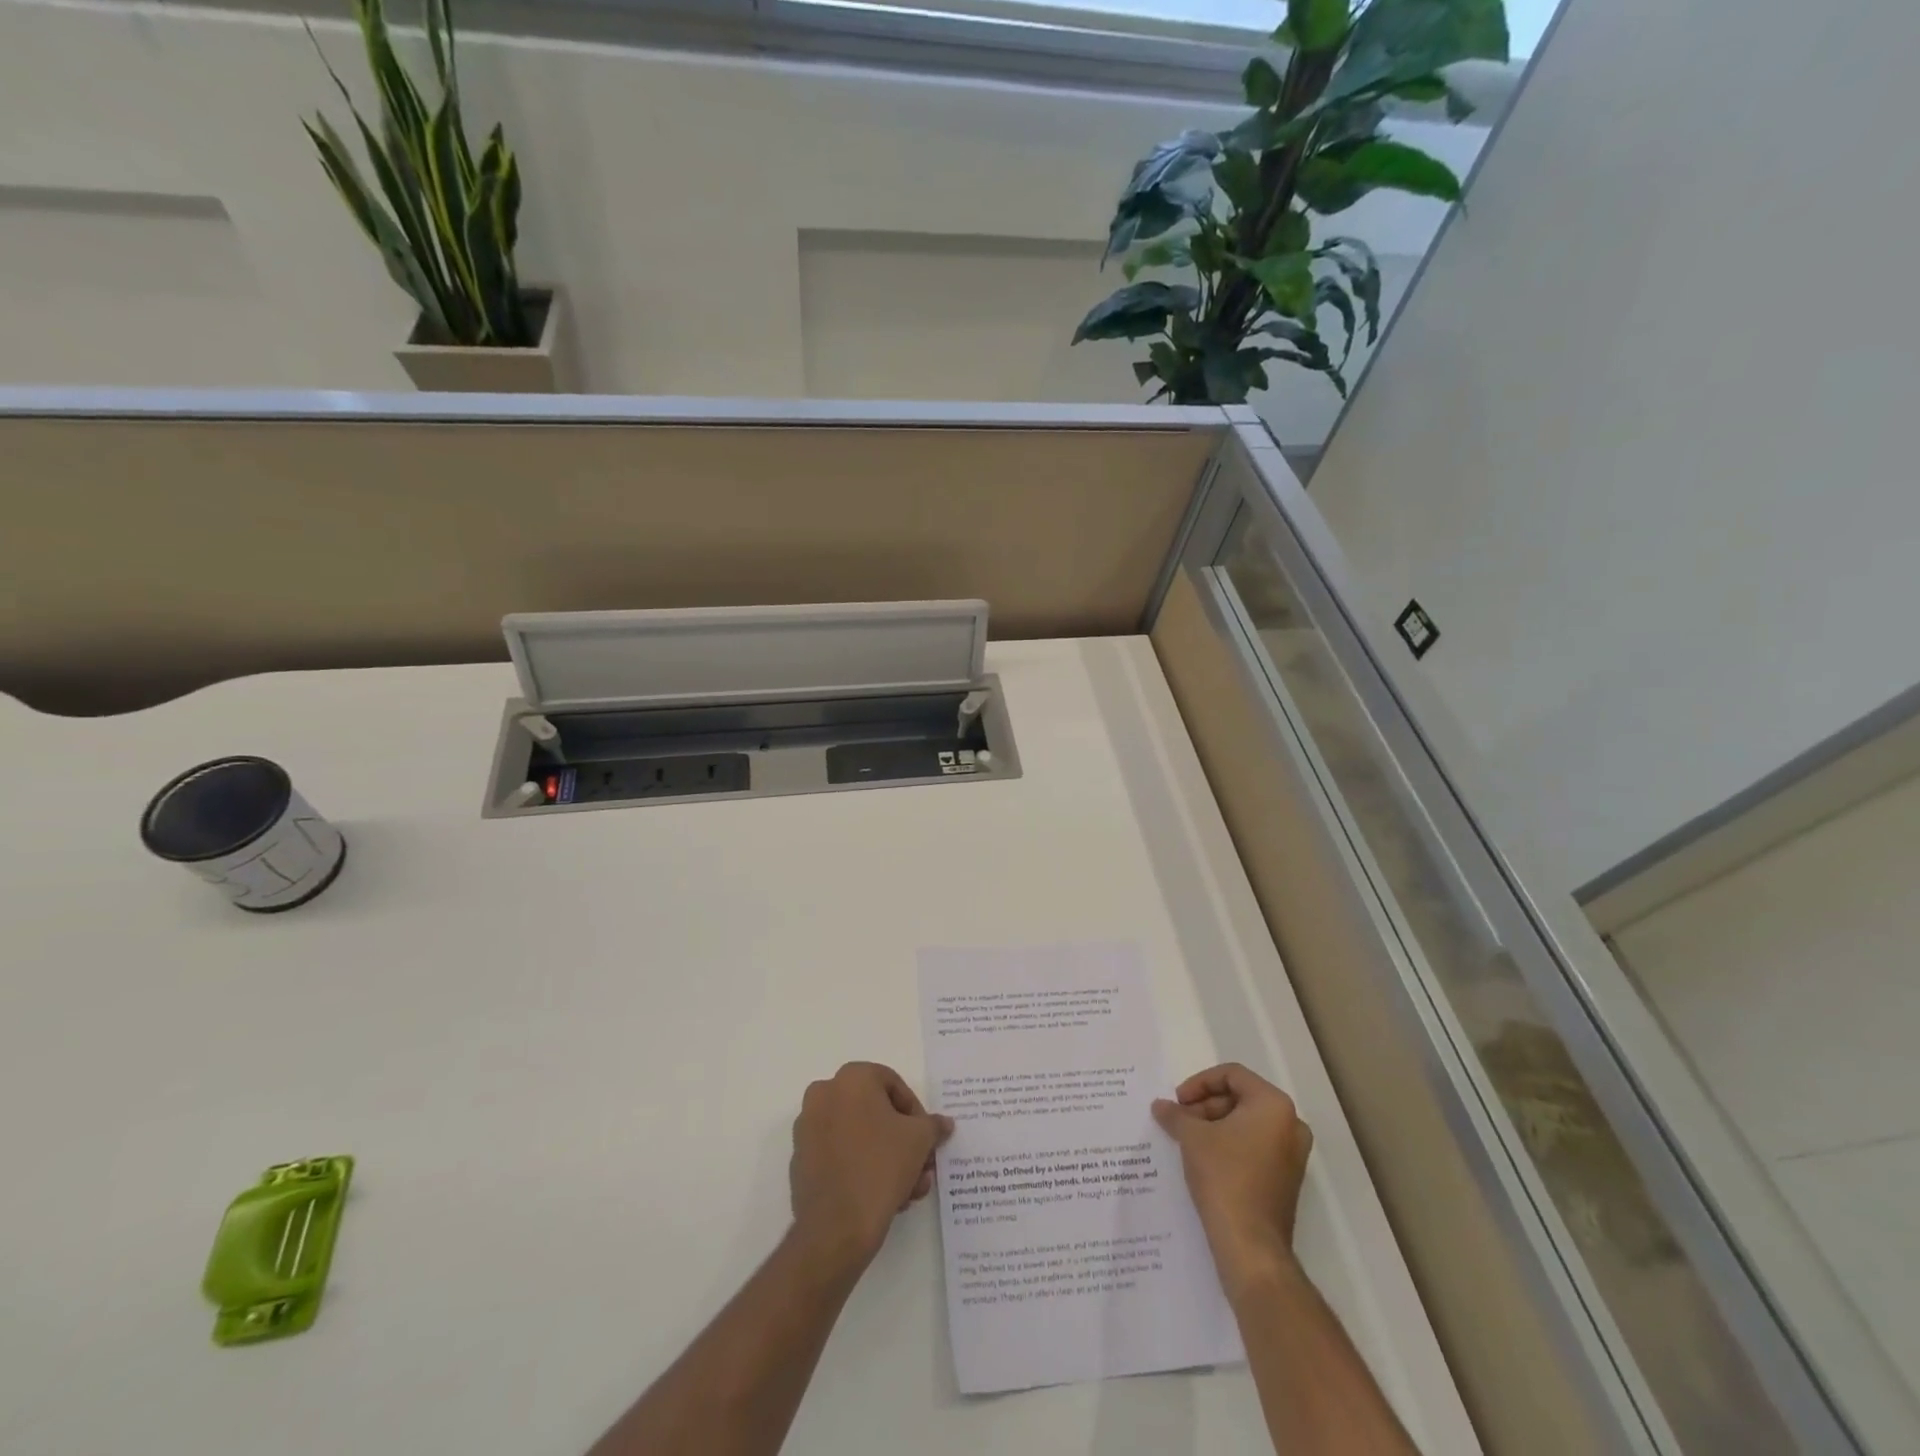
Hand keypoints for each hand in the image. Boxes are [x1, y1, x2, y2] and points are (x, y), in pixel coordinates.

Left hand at [788, 1062, 952, 1275]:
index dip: (916, 1112)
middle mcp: (824, 1094)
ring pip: (859, 1136)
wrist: (836, 1228)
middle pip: (876, 1112)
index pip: (894, 1085)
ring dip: (888, 1158)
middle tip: (921, 1166)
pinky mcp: (801, 1160)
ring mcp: (808, 1128)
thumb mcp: (920, 1140)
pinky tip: (884, 1197)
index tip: (926, 1140)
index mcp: (851, 1078)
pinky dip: (862, 1168)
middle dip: (903, 1140)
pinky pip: (840, 1155)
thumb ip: (933, 1125)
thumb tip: (943, 1123)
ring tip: (909, 1190)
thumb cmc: (881, 1167)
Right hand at [1153, 1063, 1312, 1299]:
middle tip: (1180, 1120)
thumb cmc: (1224, 1176)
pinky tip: (1204, 1159)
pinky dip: (1229, 1145)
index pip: (1232, 1075)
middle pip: (1240, 1098)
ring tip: (1187, 1140)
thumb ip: (1175, 1114)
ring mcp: (1292, 1155)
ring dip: (1215, 1125)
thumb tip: (1160, 1106)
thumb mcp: (1192, 1137)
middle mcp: (1290, 1125)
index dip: (1199, 1083)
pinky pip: (1255, 1147)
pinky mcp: (1286, 1179)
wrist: (1250, 1245)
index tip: (1178, 1101)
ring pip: (1247, 1123)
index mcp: (1273, 1105)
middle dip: (1206, 1106)